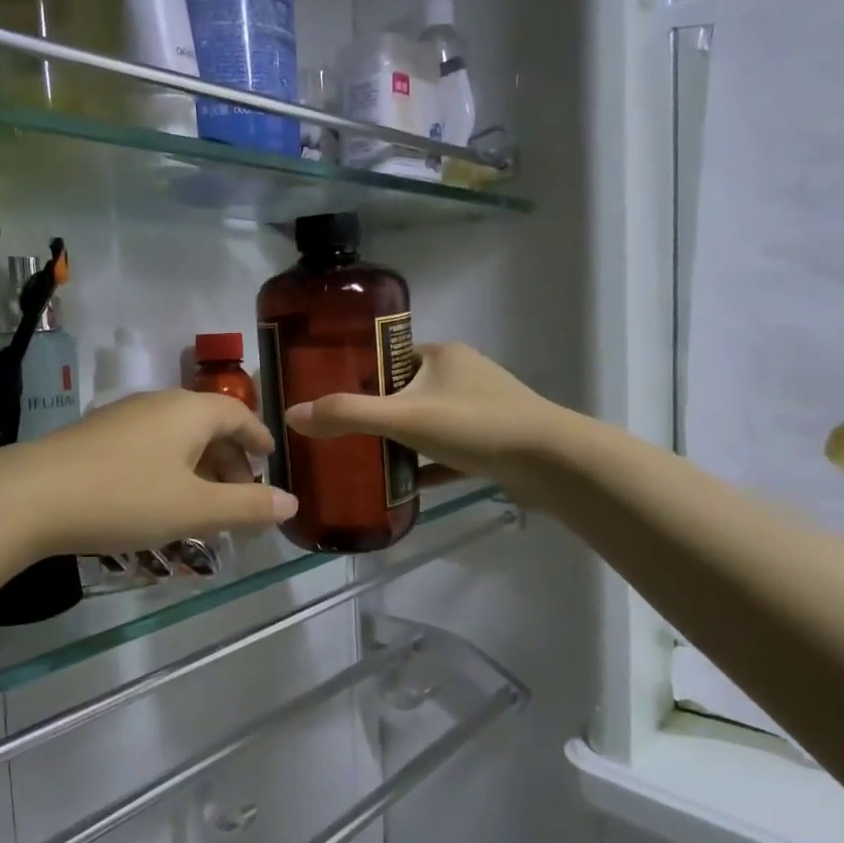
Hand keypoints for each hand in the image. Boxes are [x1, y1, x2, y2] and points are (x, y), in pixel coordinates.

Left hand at [10, 390, 297, 556]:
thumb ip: (247, 507)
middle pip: (207, 425)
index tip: (271, 460)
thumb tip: (291, 503)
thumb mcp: (194, 509)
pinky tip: (158, 502)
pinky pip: (149, 447)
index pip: (238, 414)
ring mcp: (123, 417)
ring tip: (203, 506)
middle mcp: (158, 404)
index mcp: (189, 410)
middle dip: (230, 460)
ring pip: (176, 438)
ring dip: (198, 468)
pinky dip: (168, 470)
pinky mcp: (96, 436)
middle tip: (241, 497)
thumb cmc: (125, 497)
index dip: (258, 437)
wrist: (30, 496)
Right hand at [285, 342, 559, 490]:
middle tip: (342, 435)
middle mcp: (463, 374)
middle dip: (378, 413)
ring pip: (429, 422)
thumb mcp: (403, 417)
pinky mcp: (494, 442)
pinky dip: (428, 465)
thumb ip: (347, 415)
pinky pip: (450, 452)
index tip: (330, 398)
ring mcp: (482, 409)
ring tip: (365, 460)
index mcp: (442, 355)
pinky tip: (405, 487)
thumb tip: (291, 415)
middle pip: (407, 391)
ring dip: (402, 440)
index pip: (389, 357)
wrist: (552, 463)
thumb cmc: (474, 426)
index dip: (359, 375)